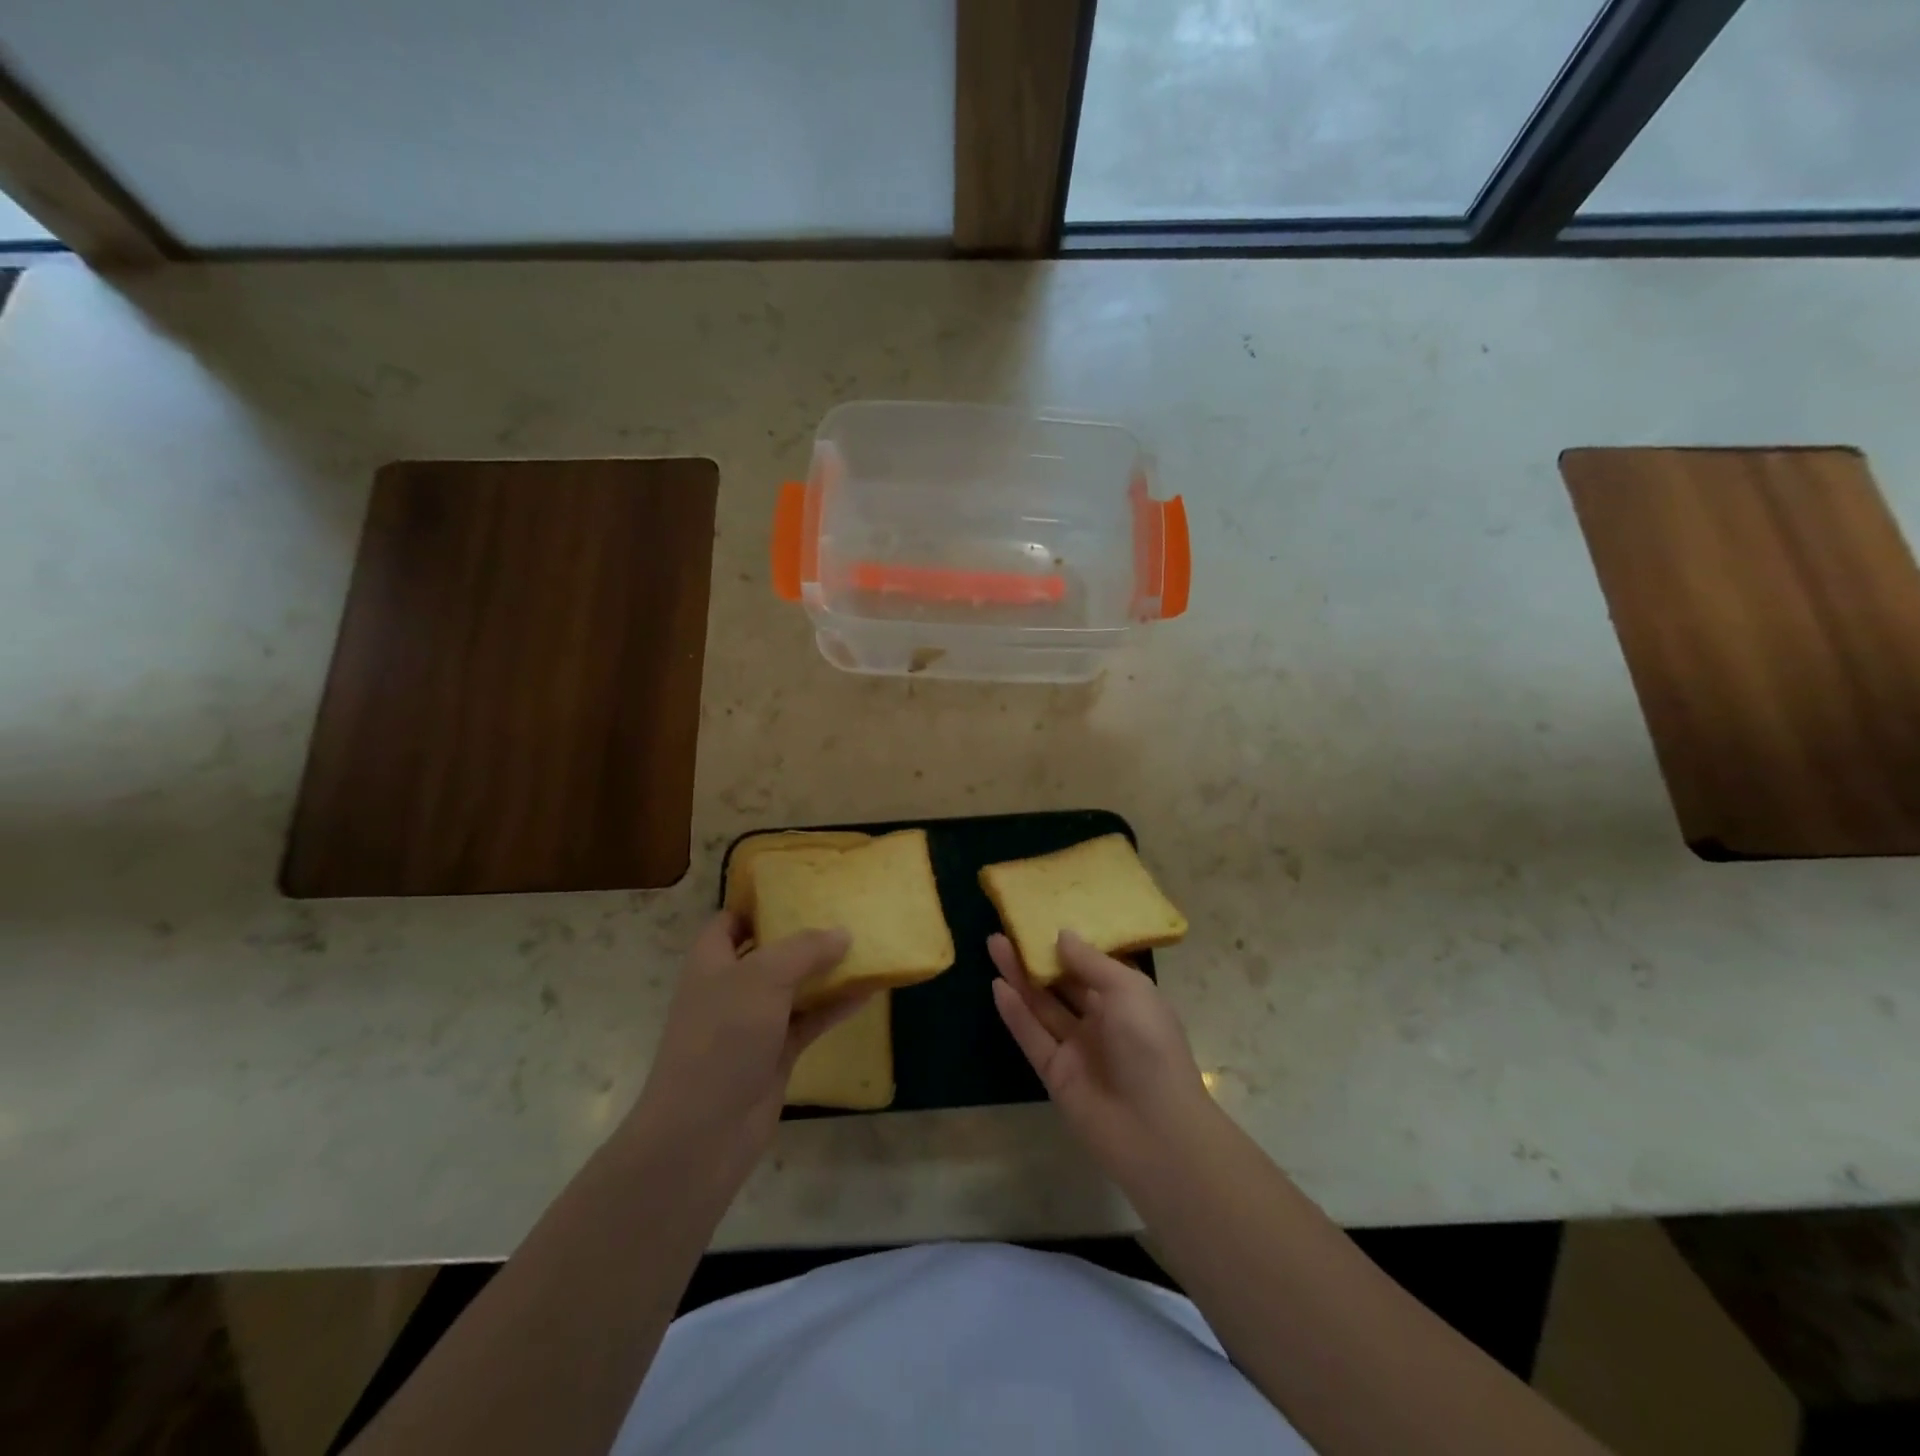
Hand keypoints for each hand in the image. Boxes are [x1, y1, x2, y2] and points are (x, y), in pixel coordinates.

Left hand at [629, 912, 860, 1180]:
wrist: (702, 1133)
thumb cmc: (722, 1039)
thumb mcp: (762, 979)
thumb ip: (804, 950)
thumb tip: (842, 932)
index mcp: (712, 961)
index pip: (731, 920)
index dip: (759, 902)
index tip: (800, 887)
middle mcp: (731, 987)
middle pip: (769, 950)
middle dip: (803, 933)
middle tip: (844, 911)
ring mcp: (754, 1023)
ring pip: (795, 986)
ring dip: (826, 970)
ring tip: (865, 945)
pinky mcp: (775, 1053)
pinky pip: (811, 1019)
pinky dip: (835, 1006)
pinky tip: (869, 991)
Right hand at [991, 930, 1214, 1184]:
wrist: (1154, 1129)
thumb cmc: (1149, 1046)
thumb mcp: (1128, 990)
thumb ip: (1090, 962)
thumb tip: (1062, 935)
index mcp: (1127, 1000)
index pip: (1093, 966)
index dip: (1068, 945)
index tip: (1043, 919)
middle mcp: (1101, 1021)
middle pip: (1062, 983)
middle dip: (1036, 957)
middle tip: (1007, 929)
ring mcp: (1077, 1049)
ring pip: (1042, 1006)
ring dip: (1019, 977)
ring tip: (994, 945)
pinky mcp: (1055, 1074)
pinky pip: (1032, 1037)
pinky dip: (1015, 1013)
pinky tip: (997, 987)